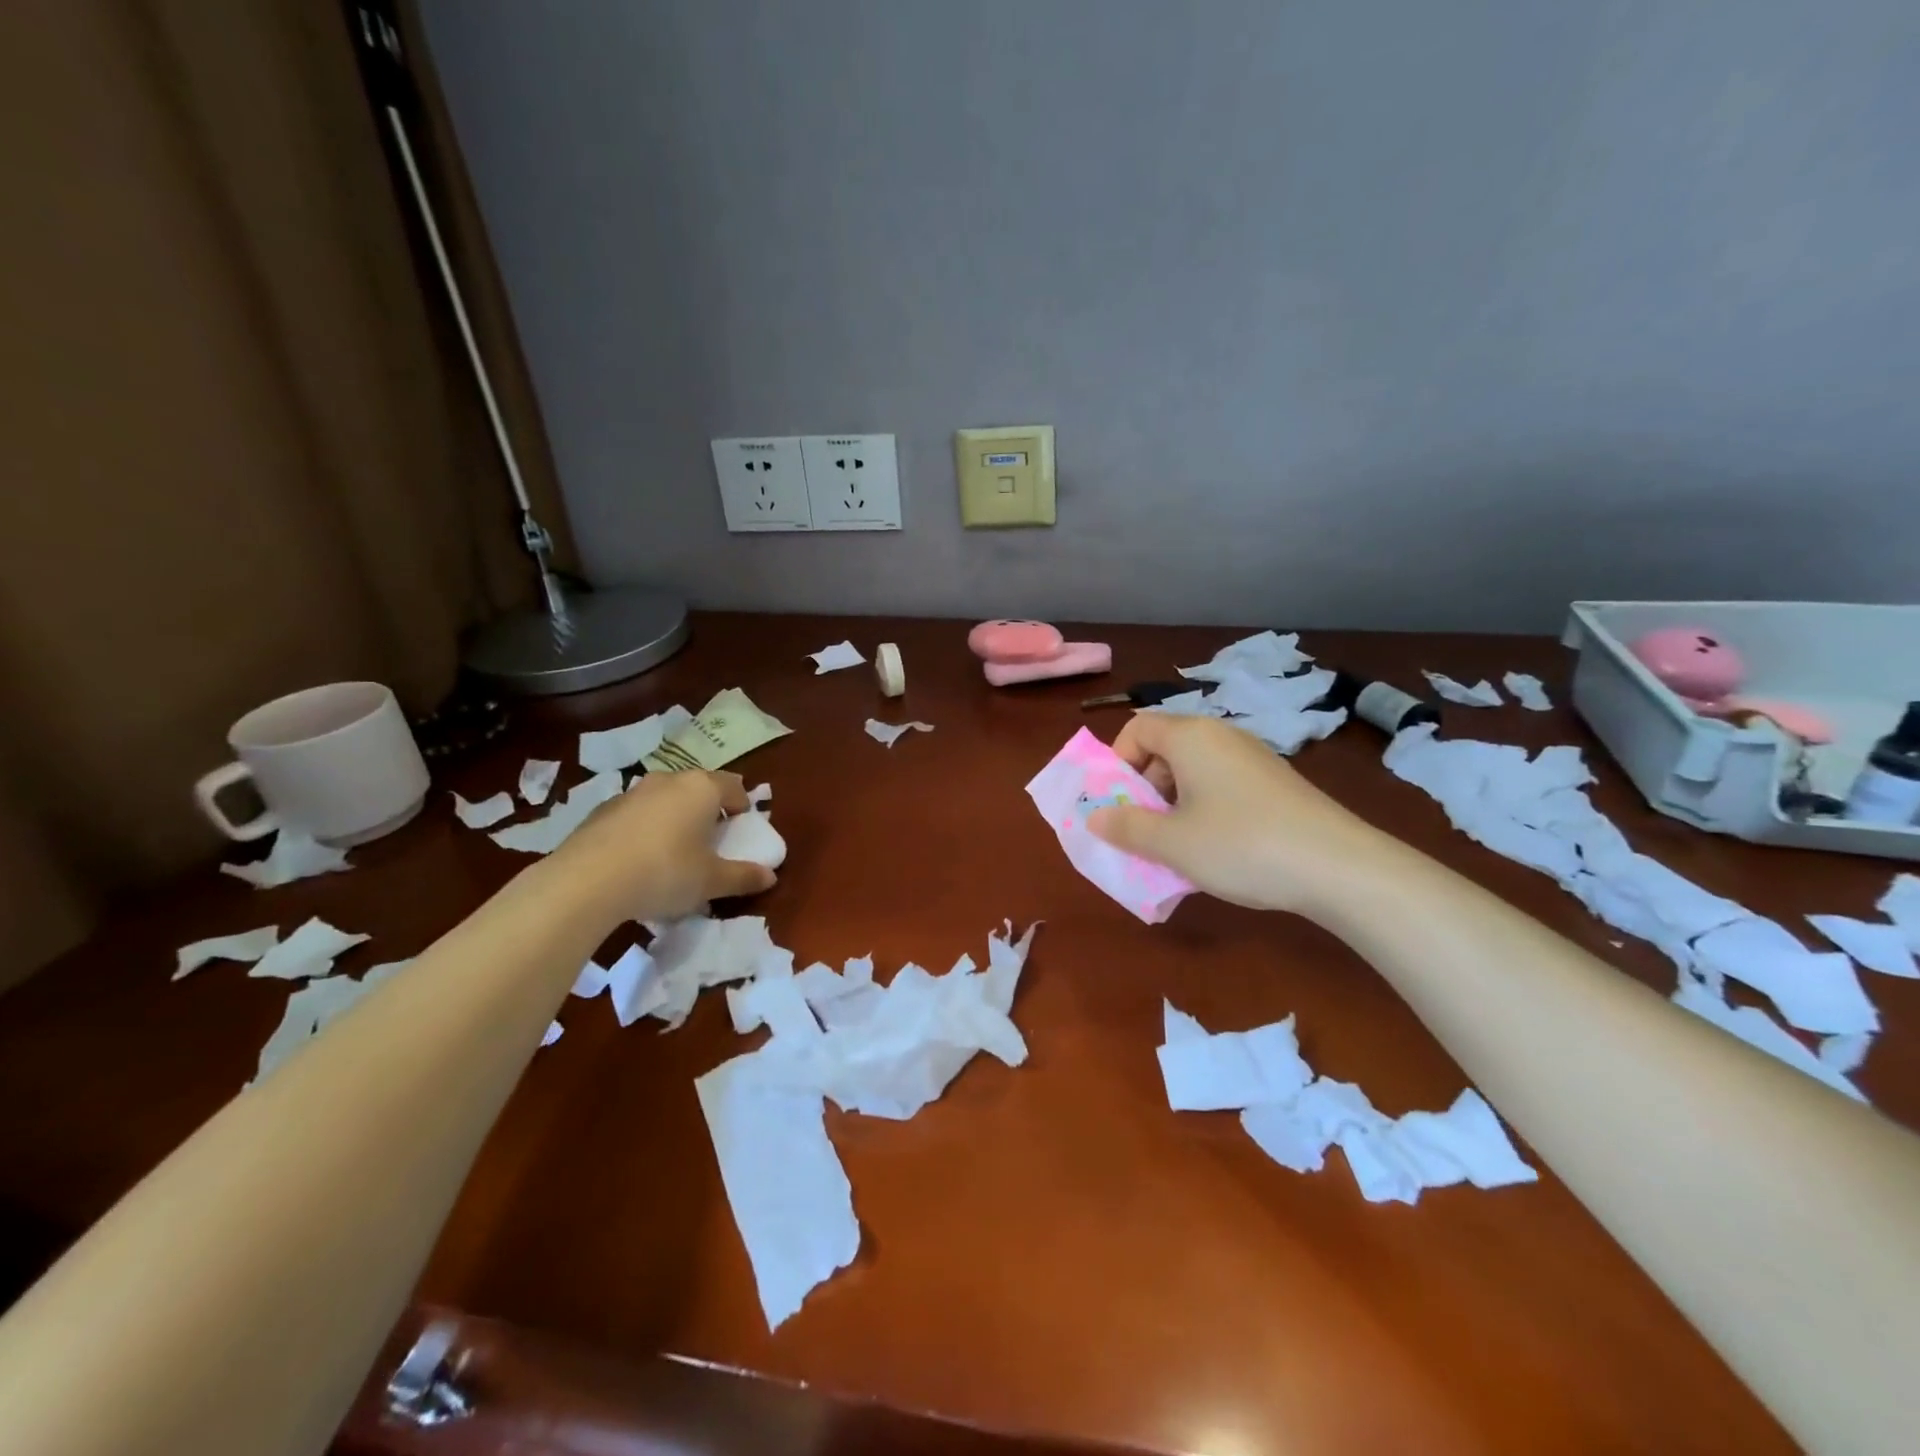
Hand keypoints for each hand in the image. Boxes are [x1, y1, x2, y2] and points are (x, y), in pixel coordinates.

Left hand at [552, 769, 775, 923]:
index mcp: (702, 788)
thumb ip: (743, 877)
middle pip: (699, 788)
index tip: (742, 830)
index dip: (743, 808)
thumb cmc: (665, 872)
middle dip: (708, 810)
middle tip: (711, 840)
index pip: (734, 787)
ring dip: (674, 817)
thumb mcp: (711, 881)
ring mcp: (632, 792)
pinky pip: (636, 815)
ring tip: (674, 852)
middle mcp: (669, 780)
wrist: (586, 882)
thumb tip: (771, 877)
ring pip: (665, 799)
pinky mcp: (601, 810)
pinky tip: (639, 860)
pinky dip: (645, 829)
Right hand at [1087, 713, 1389, 914]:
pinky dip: (1206, 807)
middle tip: (1147, 828)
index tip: (1121, 803)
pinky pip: (1223, 783)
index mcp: (1190, 737)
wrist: (1338, 867)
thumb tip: (1095, 816)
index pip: (1136, 728)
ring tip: (1180, 844)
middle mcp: (1221, 736)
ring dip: (1174, 801)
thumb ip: (1125, 827)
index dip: (1118, 762)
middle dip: (1144, 786)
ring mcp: (1253, 757)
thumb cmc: (1240, 845)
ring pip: (1194, 769)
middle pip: (1165, 747)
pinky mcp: (1276, 782)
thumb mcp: (1171, 843)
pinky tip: (1219, 846)